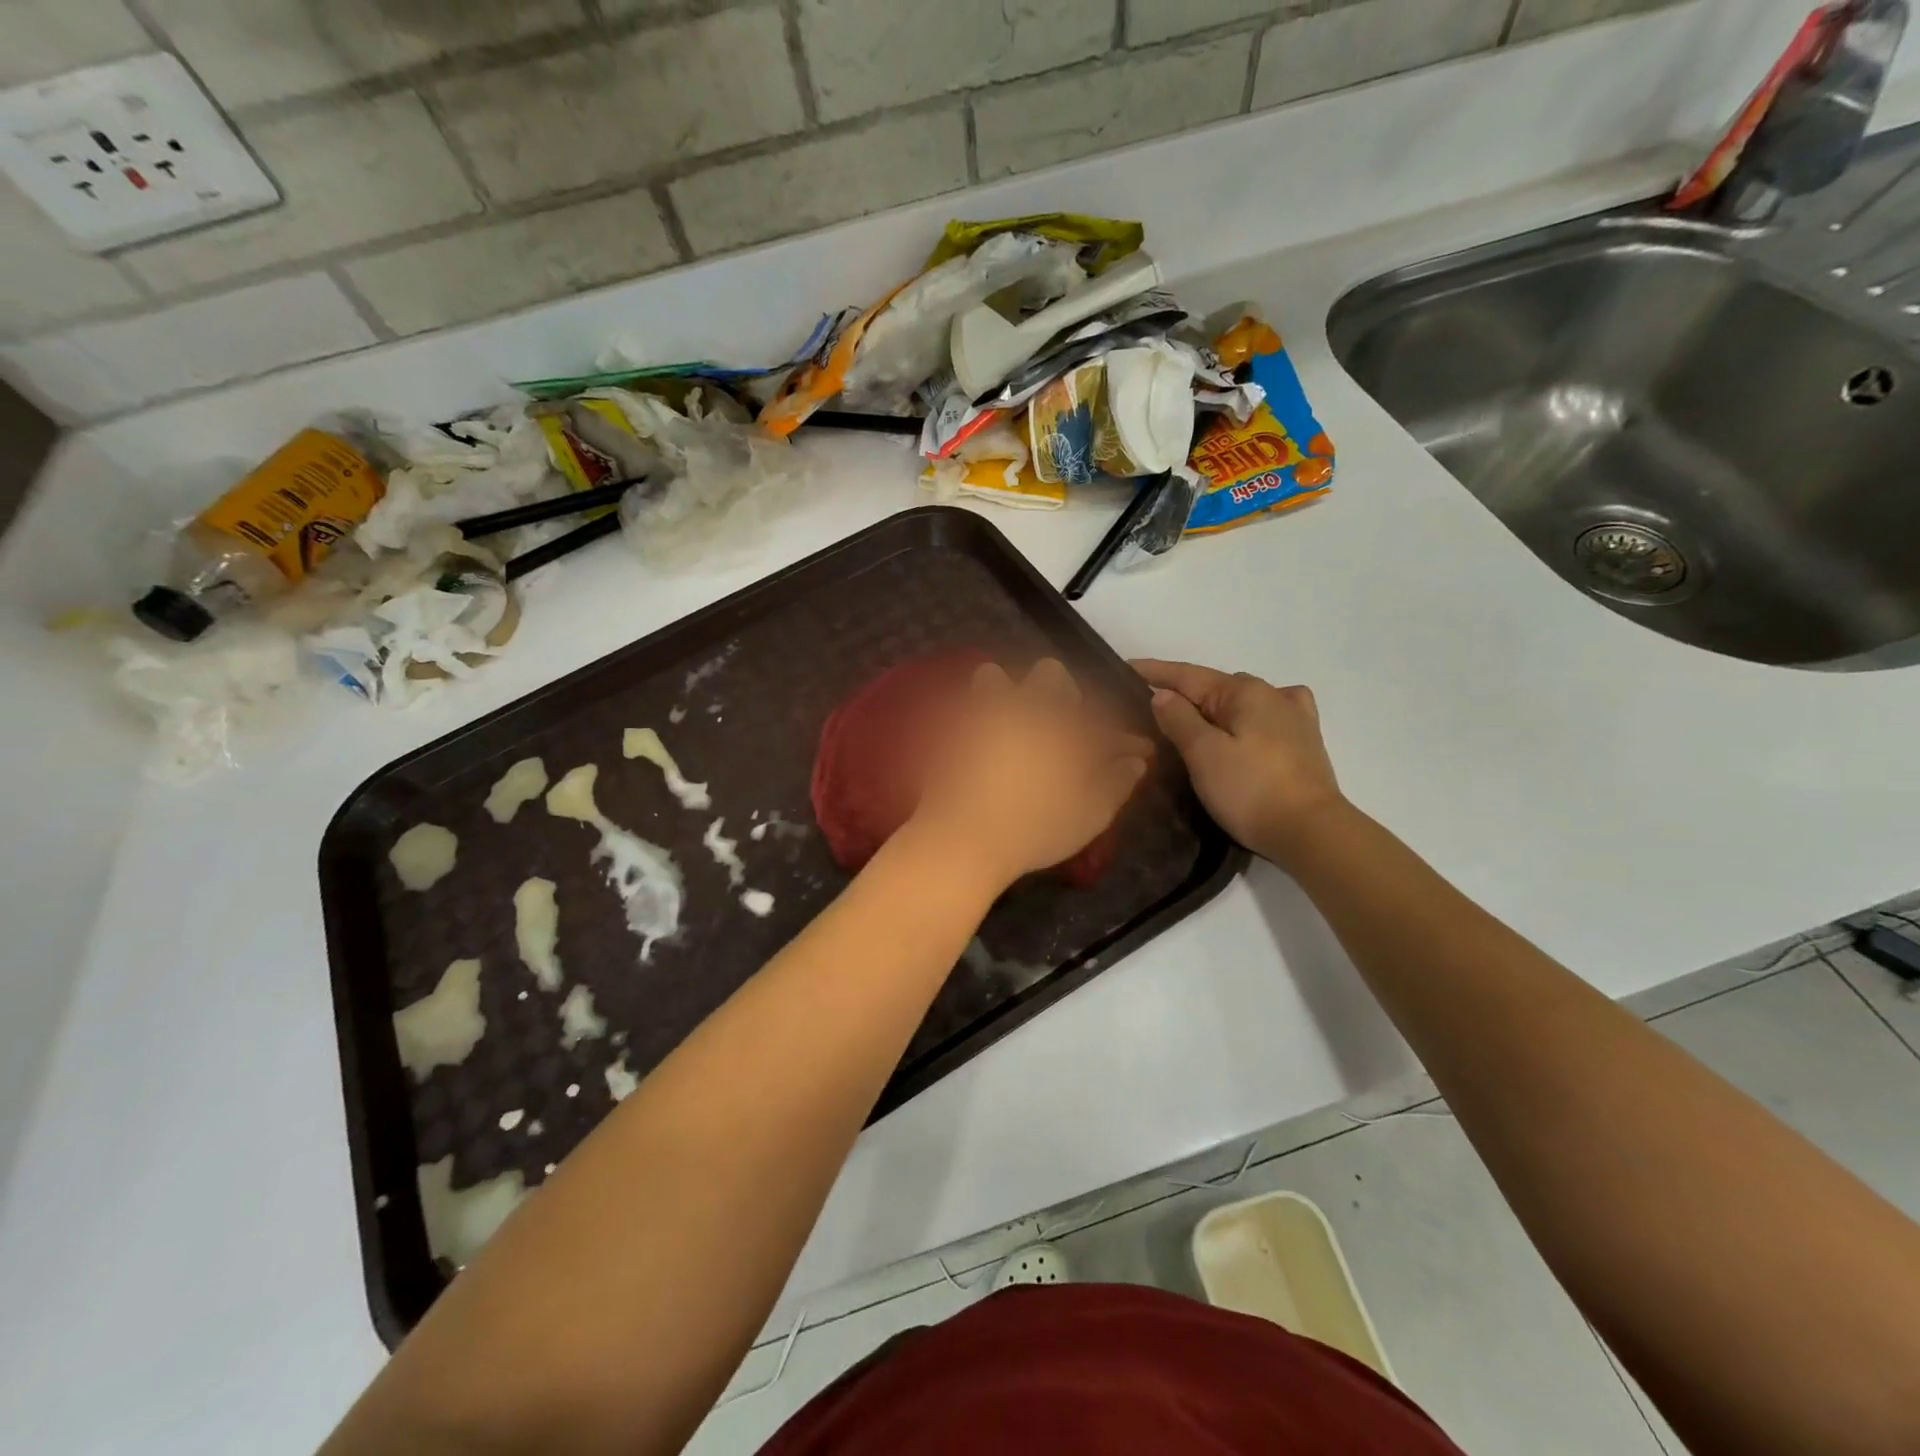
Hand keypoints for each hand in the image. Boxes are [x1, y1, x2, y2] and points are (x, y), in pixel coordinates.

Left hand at [913, 659, 1152, 892]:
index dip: (1120, 738)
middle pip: (1050, 675)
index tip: (1135, 752)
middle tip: (1068, 729)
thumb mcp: (1090, 814)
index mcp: (1064, 724)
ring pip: (997, 678)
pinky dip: (983, 717)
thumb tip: (1134, 761)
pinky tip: (989, 745)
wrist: (962, 839)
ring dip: (1013, 693)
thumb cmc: (1035, 828)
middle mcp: (1026, 707)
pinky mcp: (954, 730)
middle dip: (1064, 694)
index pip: (1102, 721)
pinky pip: (970, 708)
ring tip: (1018, 724)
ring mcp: (985, 714)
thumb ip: (1116, 782)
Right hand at [1133, 659, 1345, 865]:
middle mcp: (1272, 694)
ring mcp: (1293, 717)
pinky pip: (1269, 715)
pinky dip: (1249, 715)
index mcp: (1244, 692)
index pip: (1188, 676)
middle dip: (1183, 691)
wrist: (1310, 831)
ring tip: (1193, 718)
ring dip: (1215, 705)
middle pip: (1215, 687)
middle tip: (1150, 705)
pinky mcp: (1305, 742)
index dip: (1155, 671)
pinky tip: (1252, 722)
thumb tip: (1163, 694)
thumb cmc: (1250, 789)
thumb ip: (1179, 719)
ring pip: (1242, 701)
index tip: (1126, 667)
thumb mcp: (1203, 753)